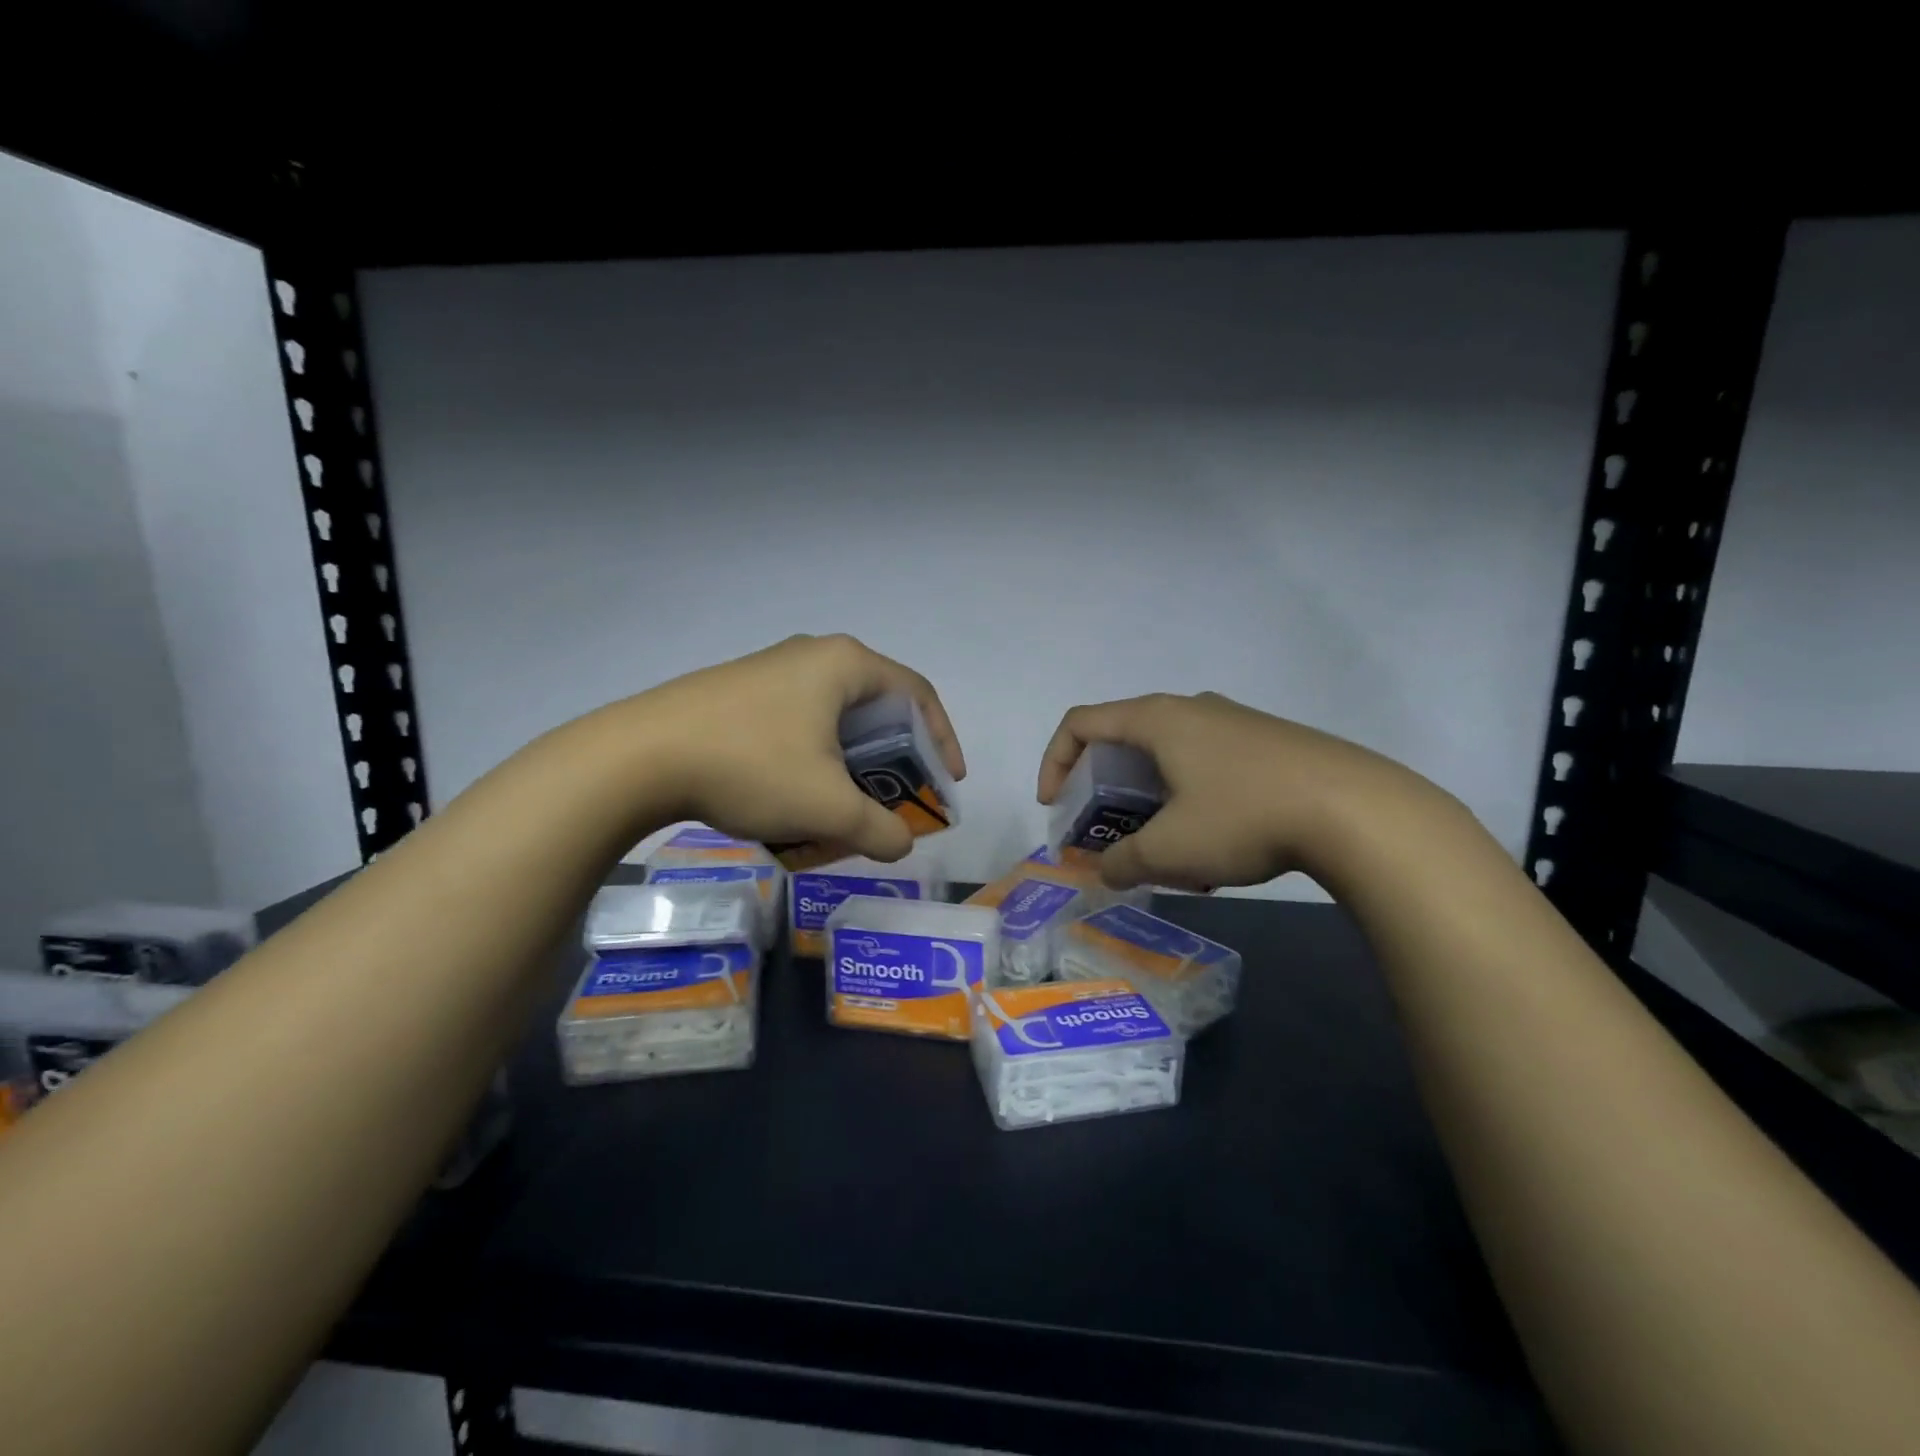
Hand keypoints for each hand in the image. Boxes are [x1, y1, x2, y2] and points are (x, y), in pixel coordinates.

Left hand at [624, 634, 965, 862]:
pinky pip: (799, 722)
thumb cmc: (751, 766)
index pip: (918, 695)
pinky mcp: (740, 691)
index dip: (943, 741)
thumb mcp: (827, 807)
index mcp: (845, 665)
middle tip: (898, 799)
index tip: (946, 783)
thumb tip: (901, 844)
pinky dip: (815, 759)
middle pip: (877, 707)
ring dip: (852, 763)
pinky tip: (796, 795)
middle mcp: (813, 655)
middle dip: (895, 759)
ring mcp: (772, 670)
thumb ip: (880, 830)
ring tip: (847, 806)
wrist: (638, 756)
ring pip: (834, 719)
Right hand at [1036, 692, 1443, 891]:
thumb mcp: (1171, 850)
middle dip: (1103, 787)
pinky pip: (1207, 763)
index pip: (1081, 723)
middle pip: (1124, 737)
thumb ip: (1124, 862)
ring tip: (1163, 845)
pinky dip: (1189, 797)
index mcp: (1157, 719)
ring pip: (1169, 754)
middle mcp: (1191, 709)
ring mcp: (1234, 721)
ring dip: (1149, 796)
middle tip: (1106, 830)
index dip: (1055, 762)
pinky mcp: (1269, 742)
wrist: (1358, 811)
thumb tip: (1105, 872)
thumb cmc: (1244, 817)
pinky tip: (1215, 844)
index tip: (1057, 807)